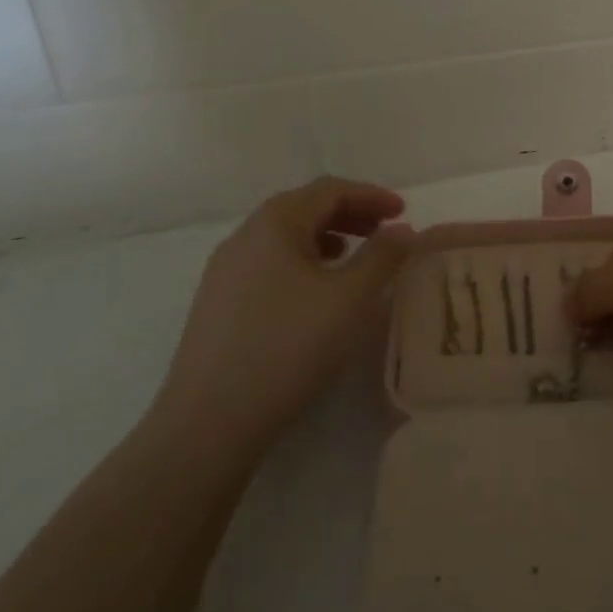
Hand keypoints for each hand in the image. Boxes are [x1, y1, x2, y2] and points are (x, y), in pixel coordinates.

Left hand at [150, 177, 412, 463]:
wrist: (209, 421)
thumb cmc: (289, 347)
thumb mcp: (351, 298)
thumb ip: (383, 256)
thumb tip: (402, 230)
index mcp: (275, 223)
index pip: (330, 190)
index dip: (371, 195)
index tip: (403, 211)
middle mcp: (245, 236)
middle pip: (305, 207)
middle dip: (350, 214)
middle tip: (385, 232)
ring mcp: (225, 271)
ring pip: (285, 237)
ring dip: (327, 237)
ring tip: (355, 258)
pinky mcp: (218, 304)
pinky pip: (269, 264)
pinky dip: (303, 262)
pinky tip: (316, 292)